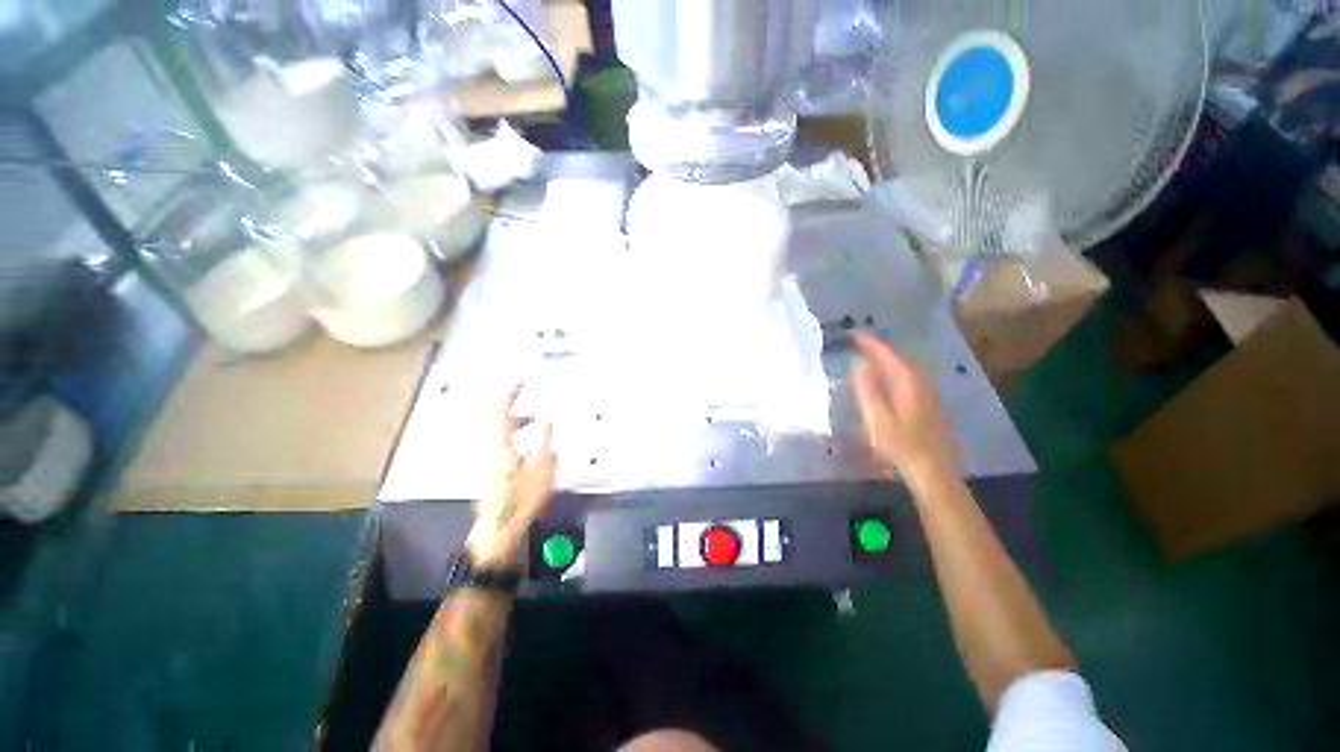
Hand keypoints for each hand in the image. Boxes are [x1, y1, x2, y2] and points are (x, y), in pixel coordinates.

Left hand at [466, 385, 555, 565]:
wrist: (498, 528)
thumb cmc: (522, 499)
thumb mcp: (542, 466)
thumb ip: (544, 434)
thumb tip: (547, 409)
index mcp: (499, 442)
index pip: (498, 406)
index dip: (510, 387)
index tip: (524, 374)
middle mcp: (488, 444)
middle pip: (491, 411)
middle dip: (509, 396)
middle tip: (525, 386)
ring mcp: (485, 454)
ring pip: (495, 424)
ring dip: (513, 413)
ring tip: (535, 413)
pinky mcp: (488, 463)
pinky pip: (498, 435)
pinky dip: (512, 427)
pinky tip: (529, 437)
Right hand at [851, 332, 955, 489]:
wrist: (931, 469)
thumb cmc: (899, 445)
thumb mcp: (876, 418)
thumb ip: (867, 389)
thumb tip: (859, 364)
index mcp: (907, 383)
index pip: (887, 354)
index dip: (870, 343)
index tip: (854, 334)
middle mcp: (921, 382)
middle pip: (900, 357)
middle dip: (880, 348)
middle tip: (860, 343)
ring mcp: (928, 393)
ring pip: (907, 367)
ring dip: (889, 358)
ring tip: (871, 356)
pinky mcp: (929, 403)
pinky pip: (910, 376)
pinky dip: (896, 370)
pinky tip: (889, 377)